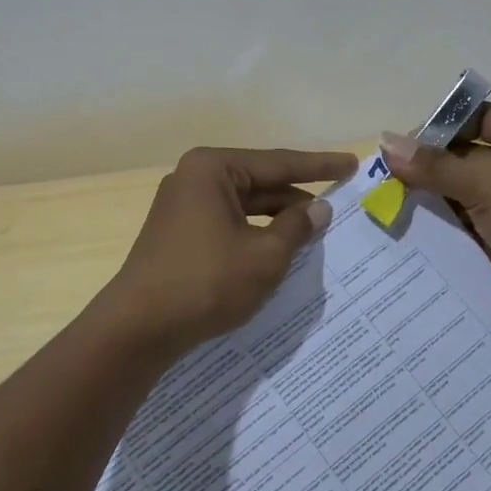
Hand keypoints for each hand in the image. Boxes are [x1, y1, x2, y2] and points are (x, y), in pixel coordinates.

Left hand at [106, 147, 357, 351]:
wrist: (138, 327)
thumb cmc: (206, 282)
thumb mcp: (265, 256)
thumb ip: (296, 227)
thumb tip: (318, 208)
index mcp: (213, 168)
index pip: (279, 162)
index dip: (320, 166)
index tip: (352, 164)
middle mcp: (194, 177)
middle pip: (260, 181)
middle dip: (297, 196)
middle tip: (338, 204)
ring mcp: (182, 204)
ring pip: (244, 204)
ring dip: (277, 217)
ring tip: (315, 230)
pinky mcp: (178, 231)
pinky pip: (227, 221)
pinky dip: (254, 232)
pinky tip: (278, 247)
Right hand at [381, 106, 490, 335]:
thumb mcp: (487, 182)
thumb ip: (435, 165)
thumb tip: (384, 142)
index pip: (478, 118)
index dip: (441, 125)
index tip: (400, 142)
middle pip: (464, 157)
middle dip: (426, 165)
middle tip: (381, 175)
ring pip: (459, 194)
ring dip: (427, 198)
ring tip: (382, 201)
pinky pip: (462, 228)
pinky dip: (437, 227)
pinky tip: (402, 228)